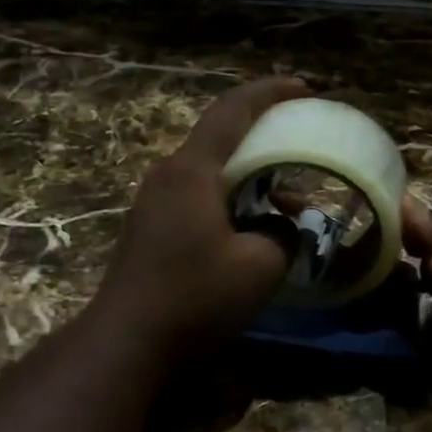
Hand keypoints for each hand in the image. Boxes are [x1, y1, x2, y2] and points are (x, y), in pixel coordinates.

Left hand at [94, 76, 309, 356]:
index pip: (234, 110)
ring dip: (252, 174)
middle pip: (222, 137)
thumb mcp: (261, 265)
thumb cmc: (195, 296)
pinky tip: (254, 225)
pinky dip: (233, 196)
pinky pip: (200, 193)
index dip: (271, 93)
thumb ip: (285, 233)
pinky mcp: (151, 225)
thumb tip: (285, 224)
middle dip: (266, 136)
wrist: (127, 343)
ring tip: (288, 198)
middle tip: (303, 142)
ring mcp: (155, 199)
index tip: (304, 88)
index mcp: (194, 170)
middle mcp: (169, 173)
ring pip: (213, 169)